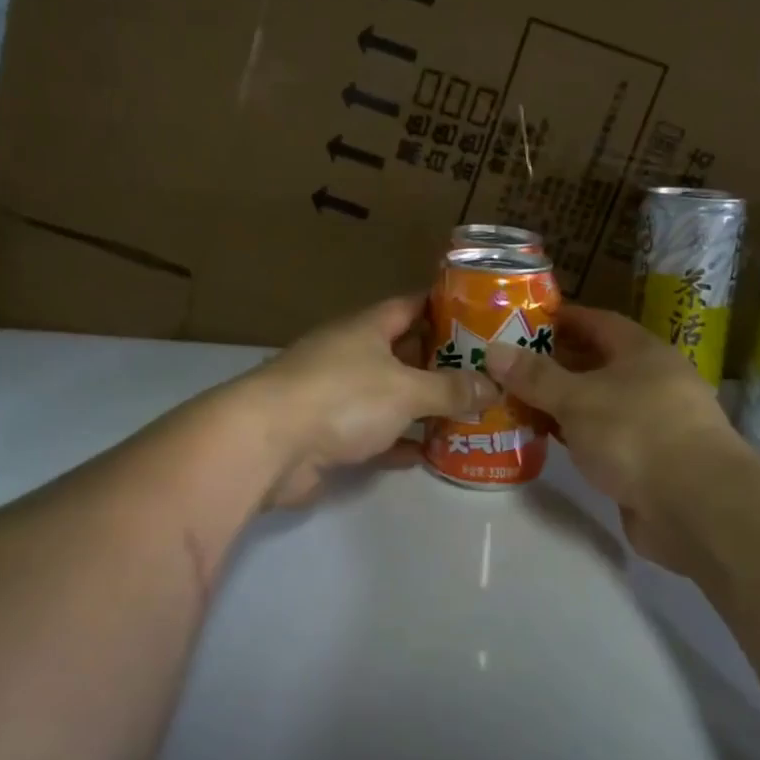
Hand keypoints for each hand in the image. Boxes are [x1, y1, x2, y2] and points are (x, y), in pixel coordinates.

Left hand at [247, 295, 497, 505]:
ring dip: (423, 407)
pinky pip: (375, 435)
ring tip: (469, 414)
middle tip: (486, 374)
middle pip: (403, 352)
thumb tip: (492, 386)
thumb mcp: (406, 389)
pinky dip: (400, 443)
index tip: (483, 316)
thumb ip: (450, 389)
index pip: (412, 305)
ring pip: (390, 396)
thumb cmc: (342, 398)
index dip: (446, 307)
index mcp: (366, 328)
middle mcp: (350, 355)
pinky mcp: (328, 435)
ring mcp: (336, 395)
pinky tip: (431, 454)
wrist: (268, 445)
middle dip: (442, 363)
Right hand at [484, 306, 743, 571]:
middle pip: (596, 363)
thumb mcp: (577, 398)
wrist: (695, 506)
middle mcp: (651, 381)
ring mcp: (652, 423)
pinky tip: (545, 440)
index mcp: (642, 352)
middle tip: (507, 367)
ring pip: (597, 403)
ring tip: (515, 402)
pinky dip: (575, 435)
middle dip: (553, 364)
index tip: (522, 322)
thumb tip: (493, 350)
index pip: (596, 321)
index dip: (561, 319)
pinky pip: (602, 438)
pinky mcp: (648, 462)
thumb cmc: (635, 433)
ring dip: (561, 403)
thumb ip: (535, 376)